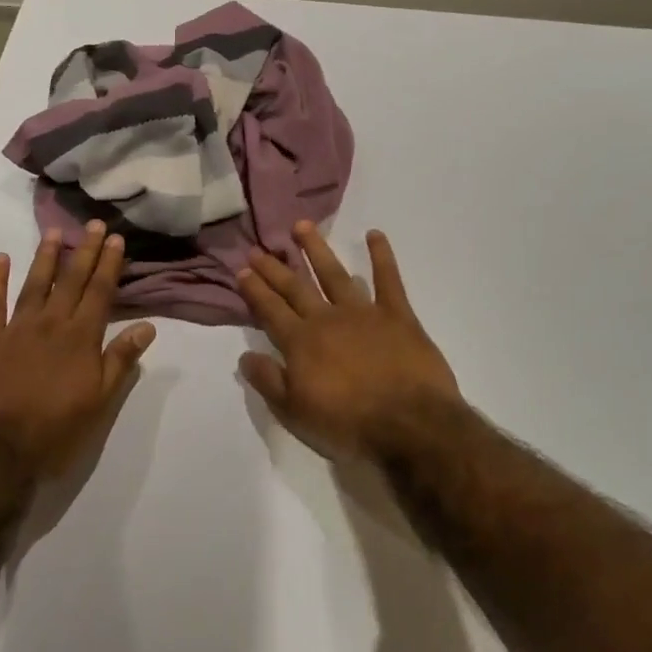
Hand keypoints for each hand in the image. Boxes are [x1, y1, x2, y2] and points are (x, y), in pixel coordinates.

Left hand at [0, 221, 155, 478]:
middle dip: (84, 251)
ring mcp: (15, 329)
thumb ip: (120, 360)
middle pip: (71, 280)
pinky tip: (0, 259)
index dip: (109, 264)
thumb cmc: (54, 431)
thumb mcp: (99, 402)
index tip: (116, 239)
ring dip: (46, 257)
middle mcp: (51, 324)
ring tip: (54, 232)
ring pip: (34, 284)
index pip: (100, 292)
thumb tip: (147, 327)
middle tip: (94, 224)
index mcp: (81, 338)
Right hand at [237, 222, 463, 465]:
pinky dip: (381, 256)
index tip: (242, 270)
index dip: (255, 290)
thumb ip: (268, 381)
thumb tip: (245, 355)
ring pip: (335, 274)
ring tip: (302, 226)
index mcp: (301, 342)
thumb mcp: (295, 413)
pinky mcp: (398, 315)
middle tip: (259, 248)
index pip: (270, 310)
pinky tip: (374, 234)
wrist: (409, 425)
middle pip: (296, 288)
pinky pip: (389, 279)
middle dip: (275, 267)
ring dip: (317, 250)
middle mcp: (327, 319)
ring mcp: (364, 313)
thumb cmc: (348, 424)